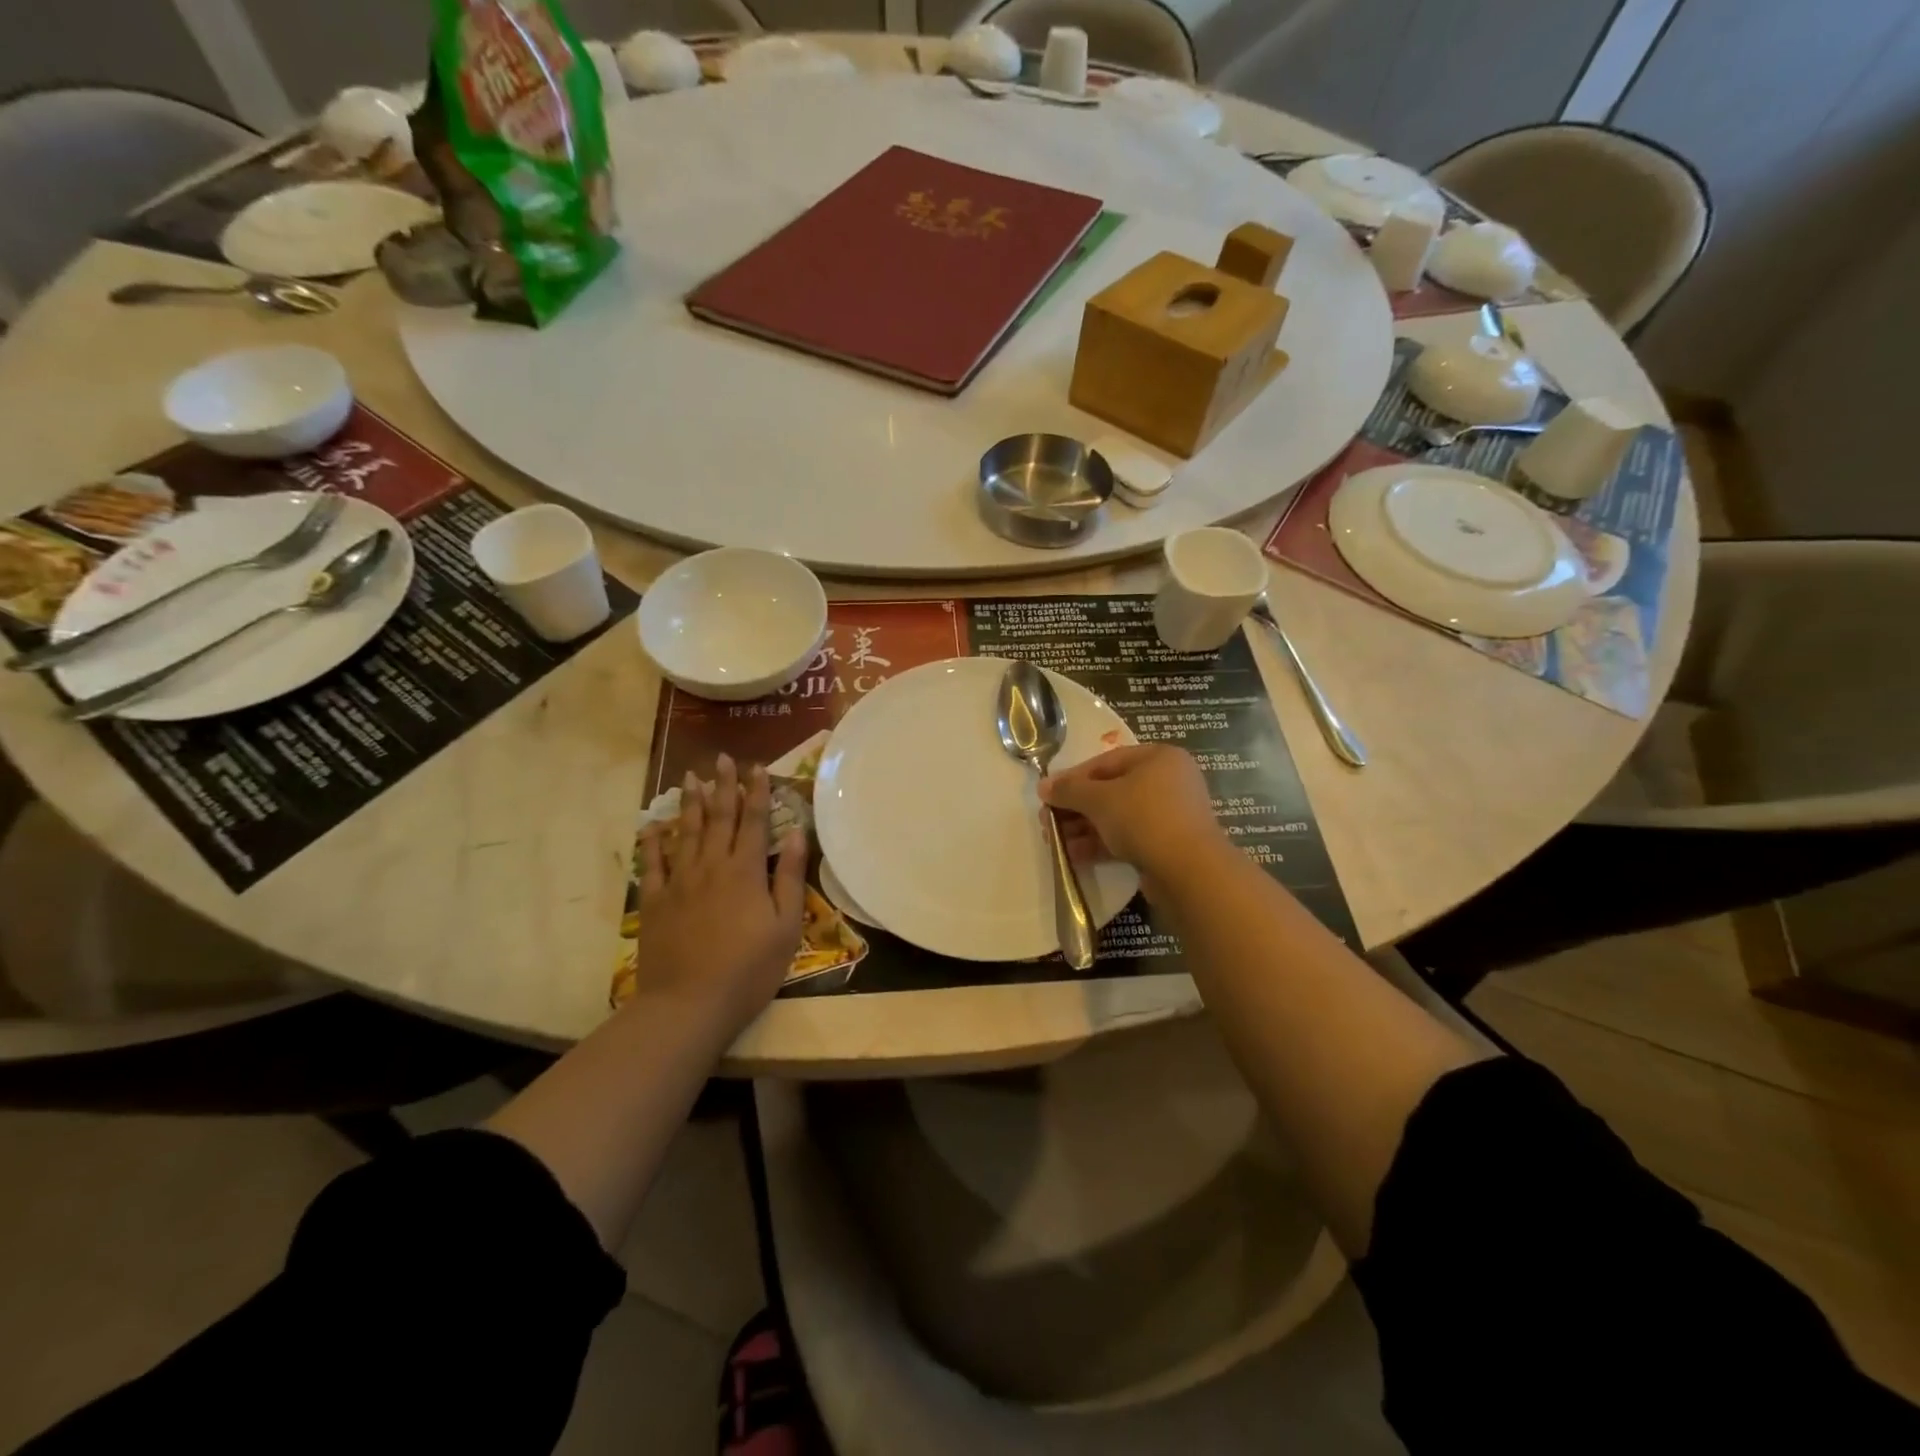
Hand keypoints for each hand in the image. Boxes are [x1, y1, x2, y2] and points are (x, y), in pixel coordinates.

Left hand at [632, 754, 807, 1036]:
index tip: (757, 767)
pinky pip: (653, 864)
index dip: (756, 792)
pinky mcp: (657, 902)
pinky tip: (652, 825)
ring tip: (691, 777)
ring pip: (686, 833)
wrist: (690, 1003)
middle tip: (722, 758)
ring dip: (690, 803)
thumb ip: (789, 876)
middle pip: (718, 818)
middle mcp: (712, 866)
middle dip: (723, 786)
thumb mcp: (786, 926)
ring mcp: (680, 882)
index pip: (754, 821)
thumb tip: (796, 833)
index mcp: (745, 871)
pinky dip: (652, 842)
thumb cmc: (749, 968)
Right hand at [1039, 745, 1226, 895]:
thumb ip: (1069, 790)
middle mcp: (1168, 781)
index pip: (1106, 761)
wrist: (1189, 871)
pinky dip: (1101, 844)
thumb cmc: (1144, 818)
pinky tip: (1074, 856)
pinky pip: (1128, 838)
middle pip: (1111, 790)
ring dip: (1084, 828)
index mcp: (1158, 758)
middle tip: (1047, 821)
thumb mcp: (1099, 799)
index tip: (1047, 795)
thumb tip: (1043, 786)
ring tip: (1055, 841)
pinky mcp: (1167, 845)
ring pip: (1118, 816)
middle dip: (1076, 807)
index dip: (1072, 778)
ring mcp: (1169, 815)